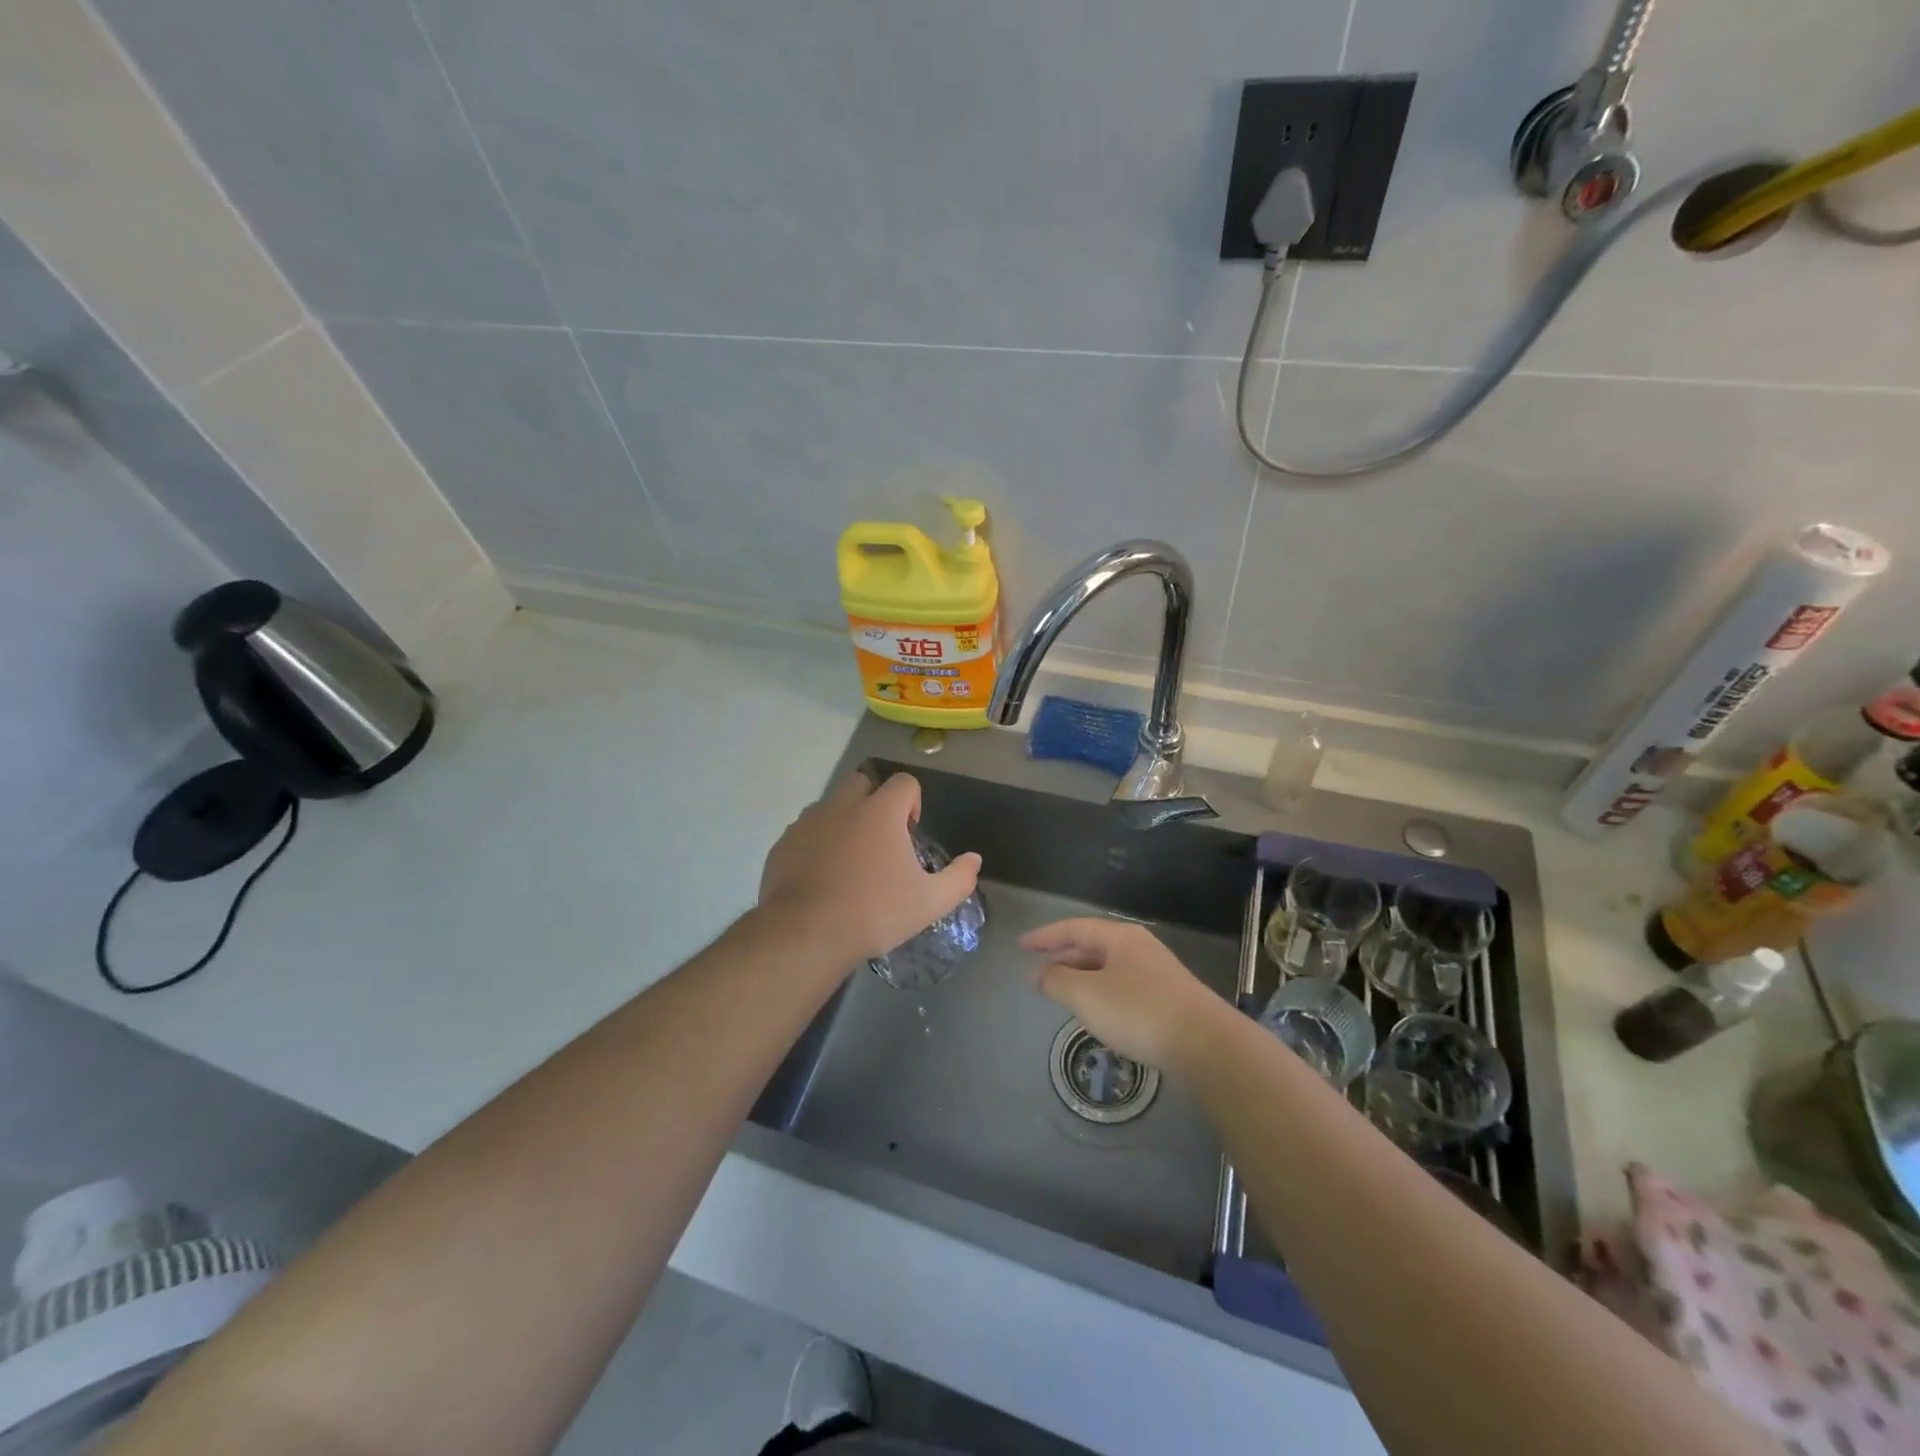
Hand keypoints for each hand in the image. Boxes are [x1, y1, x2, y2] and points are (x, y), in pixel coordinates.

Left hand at [759, 772, 981, 965]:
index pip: (904, 782)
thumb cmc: (875, 912)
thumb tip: (974, 860)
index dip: (912, 802)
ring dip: (844, 821)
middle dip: (875, 802)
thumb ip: (959, 878)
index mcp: (881, 811)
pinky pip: (806, 831)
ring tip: (850, 862)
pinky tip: (822, 877)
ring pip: (831, 805)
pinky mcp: (784, 842)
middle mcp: (843, 805)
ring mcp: (809, 822)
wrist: (806, 934)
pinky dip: (817, 843)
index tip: (909, 834)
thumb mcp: (930, 902)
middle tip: (881, 842)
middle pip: (863, 783)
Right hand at [1021, 918, 1228, 1072]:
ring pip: (1109, 970)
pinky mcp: (1169, 1001)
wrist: (1207, 1045)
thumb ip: (1057, 981)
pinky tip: (1098, 1015)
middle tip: (1038, 974)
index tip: (1021, 945)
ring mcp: (1158, 974)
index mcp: (1120, 938)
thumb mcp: (1087, 996)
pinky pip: (1124, 989)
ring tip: (1062, 995)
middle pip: (1093, 947)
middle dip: (1063, 959)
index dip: (1045, 937)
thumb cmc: (1139, 1011)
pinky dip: (1102, 996)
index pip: (1074, 928)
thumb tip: (1039, 974)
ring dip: (1082, 979)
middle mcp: (1140, 948)